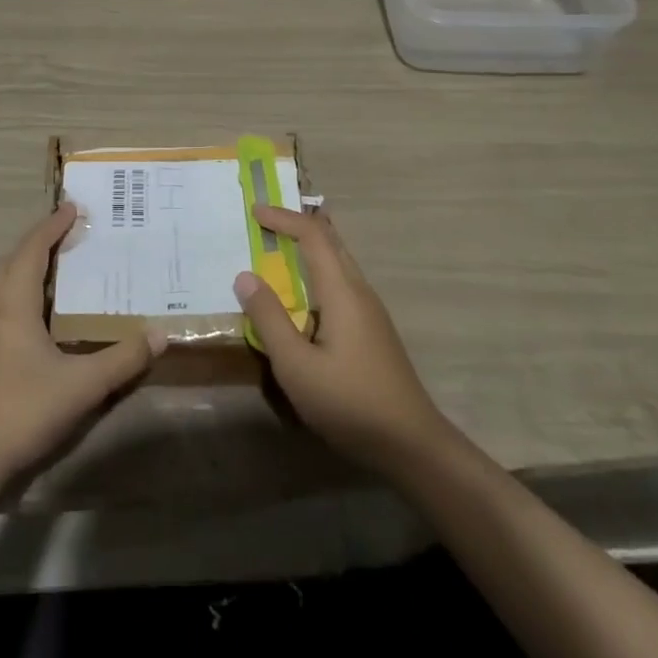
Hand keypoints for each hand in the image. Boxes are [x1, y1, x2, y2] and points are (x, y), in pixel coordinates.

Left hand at [0, 203, 159, 492]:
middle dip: (36, 244)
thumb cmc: (21, 412)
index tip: (73, 207)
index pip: (32, 249)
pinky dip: (15, 299)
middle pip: (10, 262)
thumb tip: (160, 334)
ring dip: (23, 271)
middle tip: (65, 237)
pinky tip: (34, 326)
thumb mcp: (81, 387)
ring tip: (54, 275)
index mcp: (12, 304)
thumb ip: (122, 360)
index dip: (52, 226)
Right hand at [233, 203, 452, 473]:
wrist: (412, 445)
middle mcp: (359, 290)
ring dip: (308, 249)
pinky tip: (303, 300)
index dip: (283, 218)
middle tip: (265, 222)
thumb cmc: (350, 403)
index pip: (312, 235)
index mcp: (342, 290)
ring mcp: (370, 311)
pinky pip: (341, 283)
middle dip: (297, 225)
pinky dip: (317, 273)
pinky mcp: (373, 330)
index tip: (255, 211)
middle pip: (330, 241)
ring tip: (278, 252)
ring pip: (338, 262)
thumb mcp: (297, 366)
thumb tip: (245, 276)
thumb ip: (269, 319)